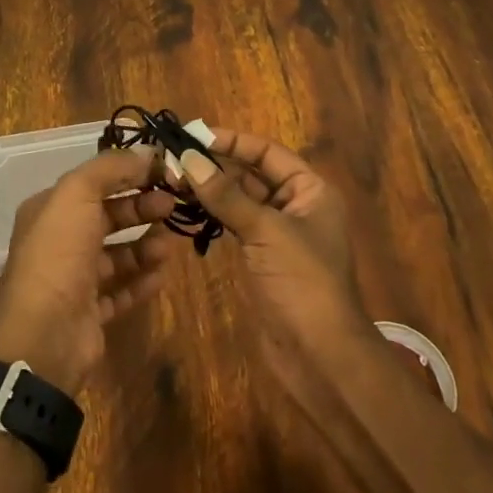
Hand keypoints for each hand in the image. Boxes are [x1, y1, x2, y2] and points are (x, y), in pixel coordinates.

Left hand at [0, 147, 180, 394]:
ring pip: (117, 254)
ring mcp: (74, 280)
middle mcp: (59, 241)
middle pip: (108, 216)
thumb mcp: (77, 194)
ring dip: (145, 246)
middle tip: (172, 205)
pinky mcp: (90, 314)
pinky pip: (122, 291)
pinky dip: (142, 281)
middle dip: (141, 208)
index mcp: (49, 210)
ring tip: (168, 246)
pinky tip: (162, 274)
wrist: (44, 336)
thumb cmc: (58, 254)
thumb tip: (146, 154)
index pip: (94, 182)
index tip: (164, 172)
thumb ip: (110, 168)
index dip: (128, 174)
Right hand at [176, 129, 374, 385]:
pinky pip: (235, 223)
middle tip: (173, 159)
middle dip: (215, 165)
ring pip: (240, 198)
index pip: (266, 152)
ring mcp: (278, 232)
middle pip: (252, 173)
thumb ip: (226, 194)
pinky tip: (187, 206)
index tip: (193, 136)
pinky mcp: (262, 256)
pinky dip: (213, 213)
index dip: (232, 141)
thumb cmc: (302, 282)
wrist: (319, 356)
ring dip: (210, 188)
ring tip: (172, 178)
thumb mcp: (265, 231)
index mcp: (310, 190)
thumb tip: (188, 158)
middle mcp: (296, 204)